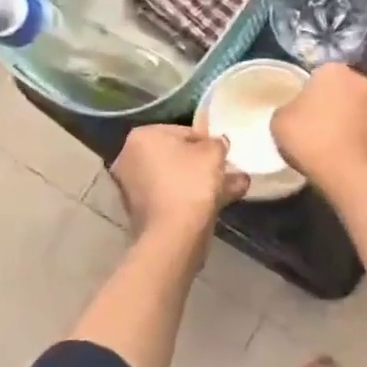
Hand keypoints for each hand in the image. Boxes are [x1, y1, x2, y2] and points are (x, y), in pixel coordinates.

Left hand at [110, 125, 248, 241]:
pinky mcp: (141, 212)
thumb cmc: (191, 183)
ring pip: (177, 179)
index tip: (224, 153)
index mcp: (142, 137)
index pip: (183, 131)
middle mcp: (130, 159)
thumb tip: (217, 143)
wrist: (173, 235)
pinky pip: (173, 197)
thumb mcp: (214, 152)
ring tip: (236, 187)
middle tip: (229, 170)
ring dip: (204, 182)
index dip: (208, 141)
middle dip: (205, 164)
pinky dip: (192, 198)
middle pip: (177, 157)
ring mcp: (133, 187)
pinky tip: (221, 202)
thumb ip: (217, 142)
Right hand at [271, 64, 366, 191]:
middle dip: (333, 106)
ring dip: (350, 123)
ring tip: (334, 148)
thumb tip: (295, 113)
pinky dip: (362, 142)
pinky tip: (349, 160)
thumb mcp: (279, 122)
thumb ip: (288, 110)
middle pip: (343, 92)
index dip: (308, 95)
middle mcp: (364, 82)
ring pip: (360, 112)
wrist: (351, 175)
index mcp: (335, 71)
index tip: (300, 114)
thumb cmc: (311, 140)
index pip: (318, 76)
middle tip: (316, 129)